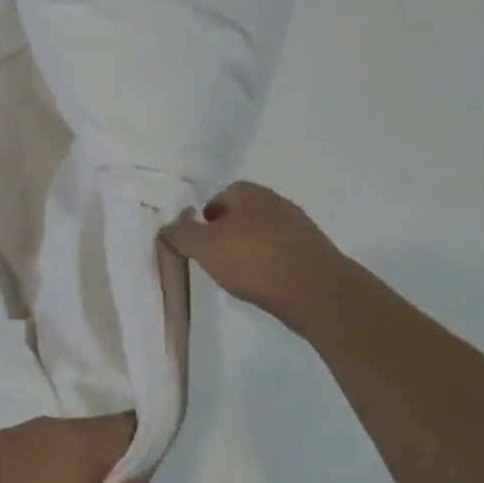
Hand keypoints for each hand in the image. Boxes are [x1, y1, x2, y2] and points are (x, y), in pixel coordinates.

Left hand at [0, 415, 150, 482]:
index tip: (131, 482)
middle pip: (83, 435)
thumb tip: (139, 480)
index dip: (137, 448)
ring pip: (46, 445)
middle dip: (94, 465)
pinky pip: (13, 457)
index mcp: (76, 443)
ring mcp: (3, 437)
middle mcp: (41, 427)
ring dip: (55, 470)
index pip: (124, 426)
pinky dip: (21, 477)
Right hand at [160, 181, 347, 323]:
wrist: (316, 290)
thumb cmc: (253, 260)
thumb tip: (166, 226)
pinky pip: (282, 253)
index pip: (217, 198)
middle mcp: (274, 200)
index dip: (204, 221)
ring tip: (241, 277)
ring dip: (250, 251)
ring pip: (262, 234)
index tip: (200, 246)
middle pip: (241, 215)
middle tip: (217, 262)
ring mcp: (298, 224)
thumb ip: (181, 234)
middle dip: (227, 235)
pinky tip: (266, 285)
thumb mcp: (204, 247)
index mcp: (247, 192)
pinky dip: (271, 265)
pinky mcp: (314, 250)